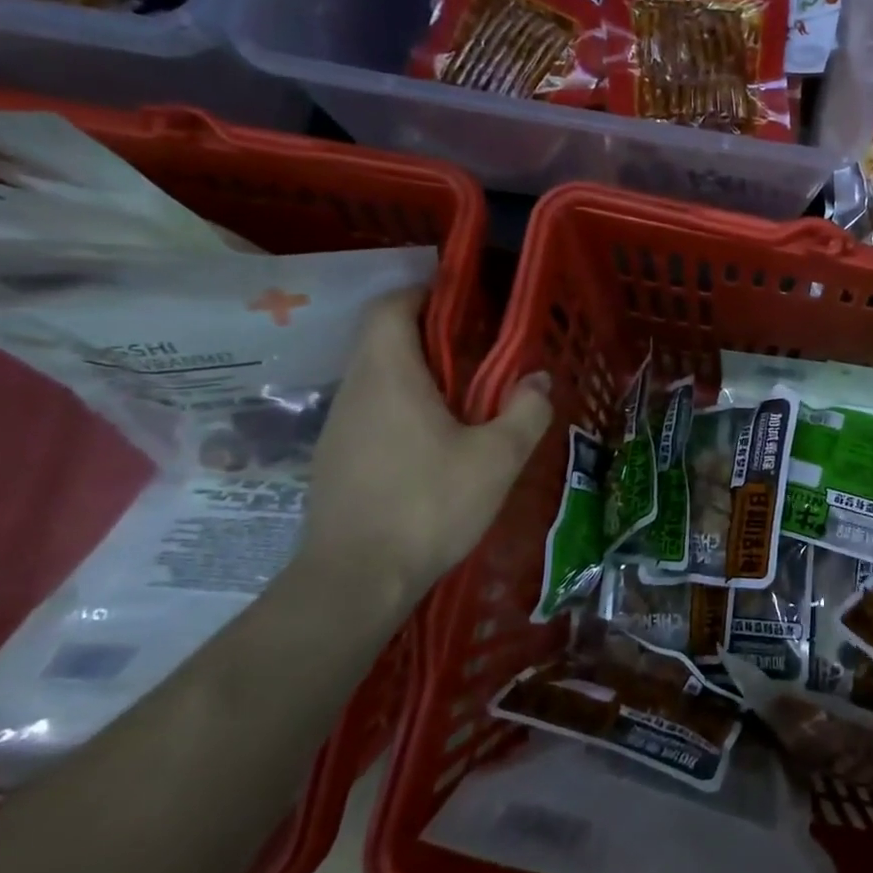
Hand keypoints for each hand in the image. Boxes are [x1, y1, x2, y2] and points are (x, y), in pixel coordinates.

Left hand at [303, 290, 551, 602]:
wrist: (356, 580)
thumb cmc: (429, 505)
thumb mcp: (497, 459)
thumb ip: (525, 412)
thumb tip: (537, 381)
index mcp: (389, 375)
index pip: (391, 307)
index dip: (423, 293)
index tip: (463, 301)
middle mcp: (355, 390)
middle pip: (383, 339)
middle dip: (429, 335)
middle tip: (479, 353)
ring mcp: (339, 427)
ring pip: (377, 378)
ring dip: (417, 375)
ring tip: (464, 399)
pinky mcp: (336, 460)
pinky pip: (371, 412)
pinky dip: (402, 408)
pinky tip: (434, 444)